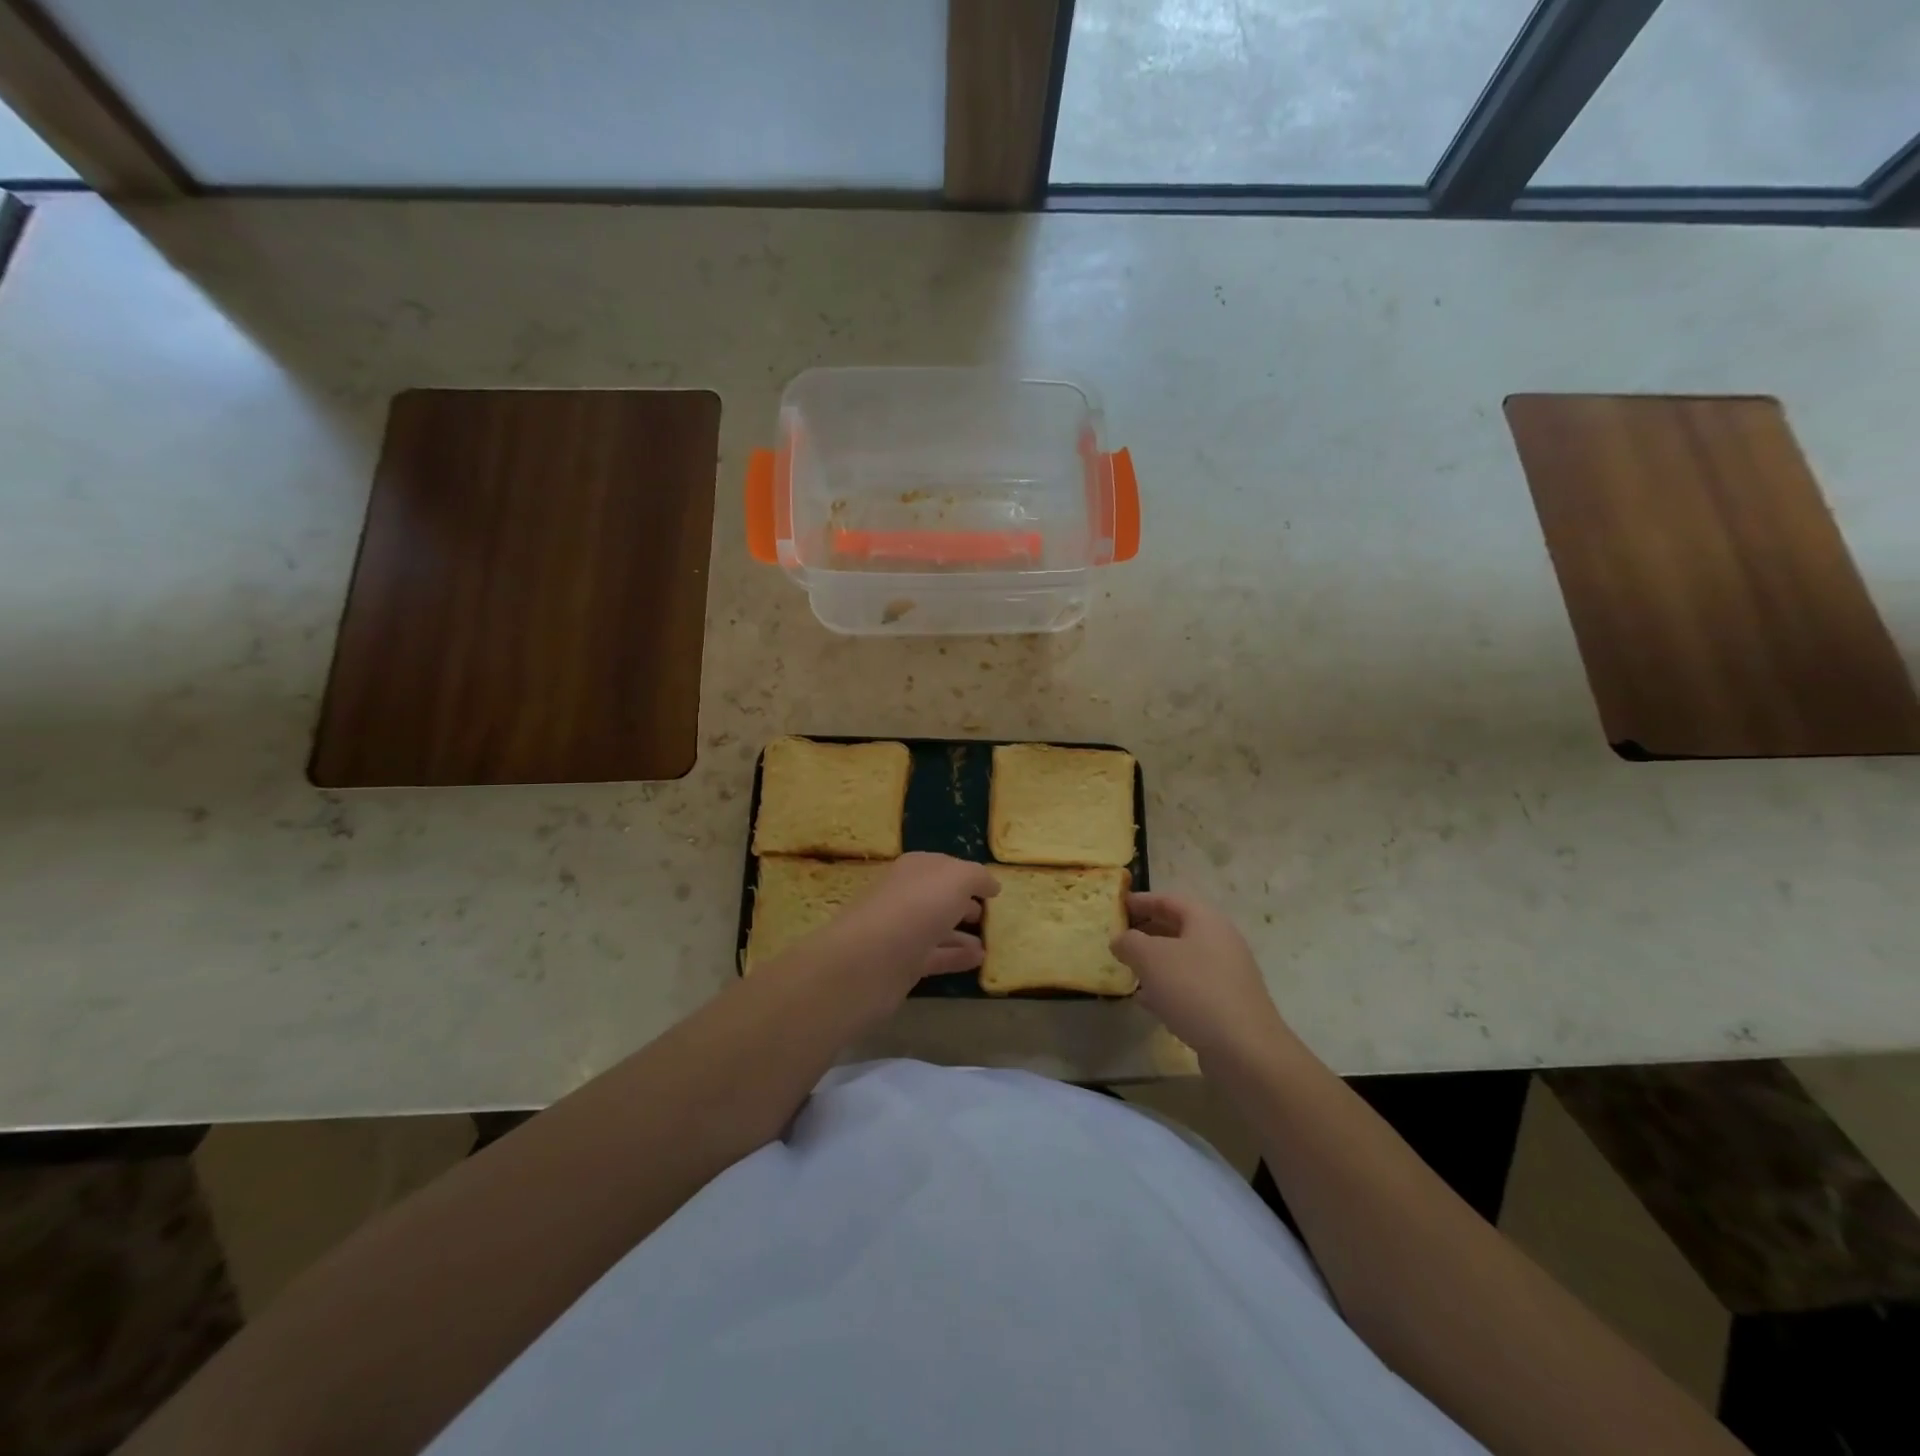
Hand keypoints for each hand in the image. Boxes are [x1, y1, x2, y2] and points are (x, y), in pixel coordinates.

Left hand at [824, 853, 999, 990]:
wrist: (868, 962)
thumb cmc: (915, 908)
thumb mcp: (956, 879)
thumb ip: (976, 877)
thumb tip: (990, 885)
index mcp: (914, 869)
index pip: (942, 866)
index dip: (966, 875)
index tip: (990, 889)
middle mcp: (905, 896)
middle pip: (937, 897)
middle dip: (961, 903)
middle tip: (987, 915)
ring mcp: (901, 932)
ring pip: (936, 928)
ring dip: (961, 934)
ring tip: (989, 942)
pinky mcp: (901, 965)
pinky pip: (935, 956)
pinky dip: (956, 957)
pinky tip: (979, 961)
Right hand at [1112, 892, 1290, 1062]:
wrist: (1245, 1049)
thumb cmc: (1194, 990)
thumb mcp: (1151, 958)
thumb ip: (1129, 942)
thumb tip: (1120, 940)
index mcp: (1206, 920)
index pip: (1168, 900)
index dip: (1141, 901)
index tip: (1117, 906)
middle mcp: (1221, 941)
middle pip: (1178, 928)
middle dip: (1147, 931)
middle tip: (1119, 938)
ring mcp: (1227, 974)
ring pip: (1183, 959)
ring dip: (1156, 961)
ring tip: (1128, 969)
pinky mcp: (1227, 1004)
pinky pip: (1191, 986)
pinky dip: (1167, 987)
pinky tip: (1147, 1002)